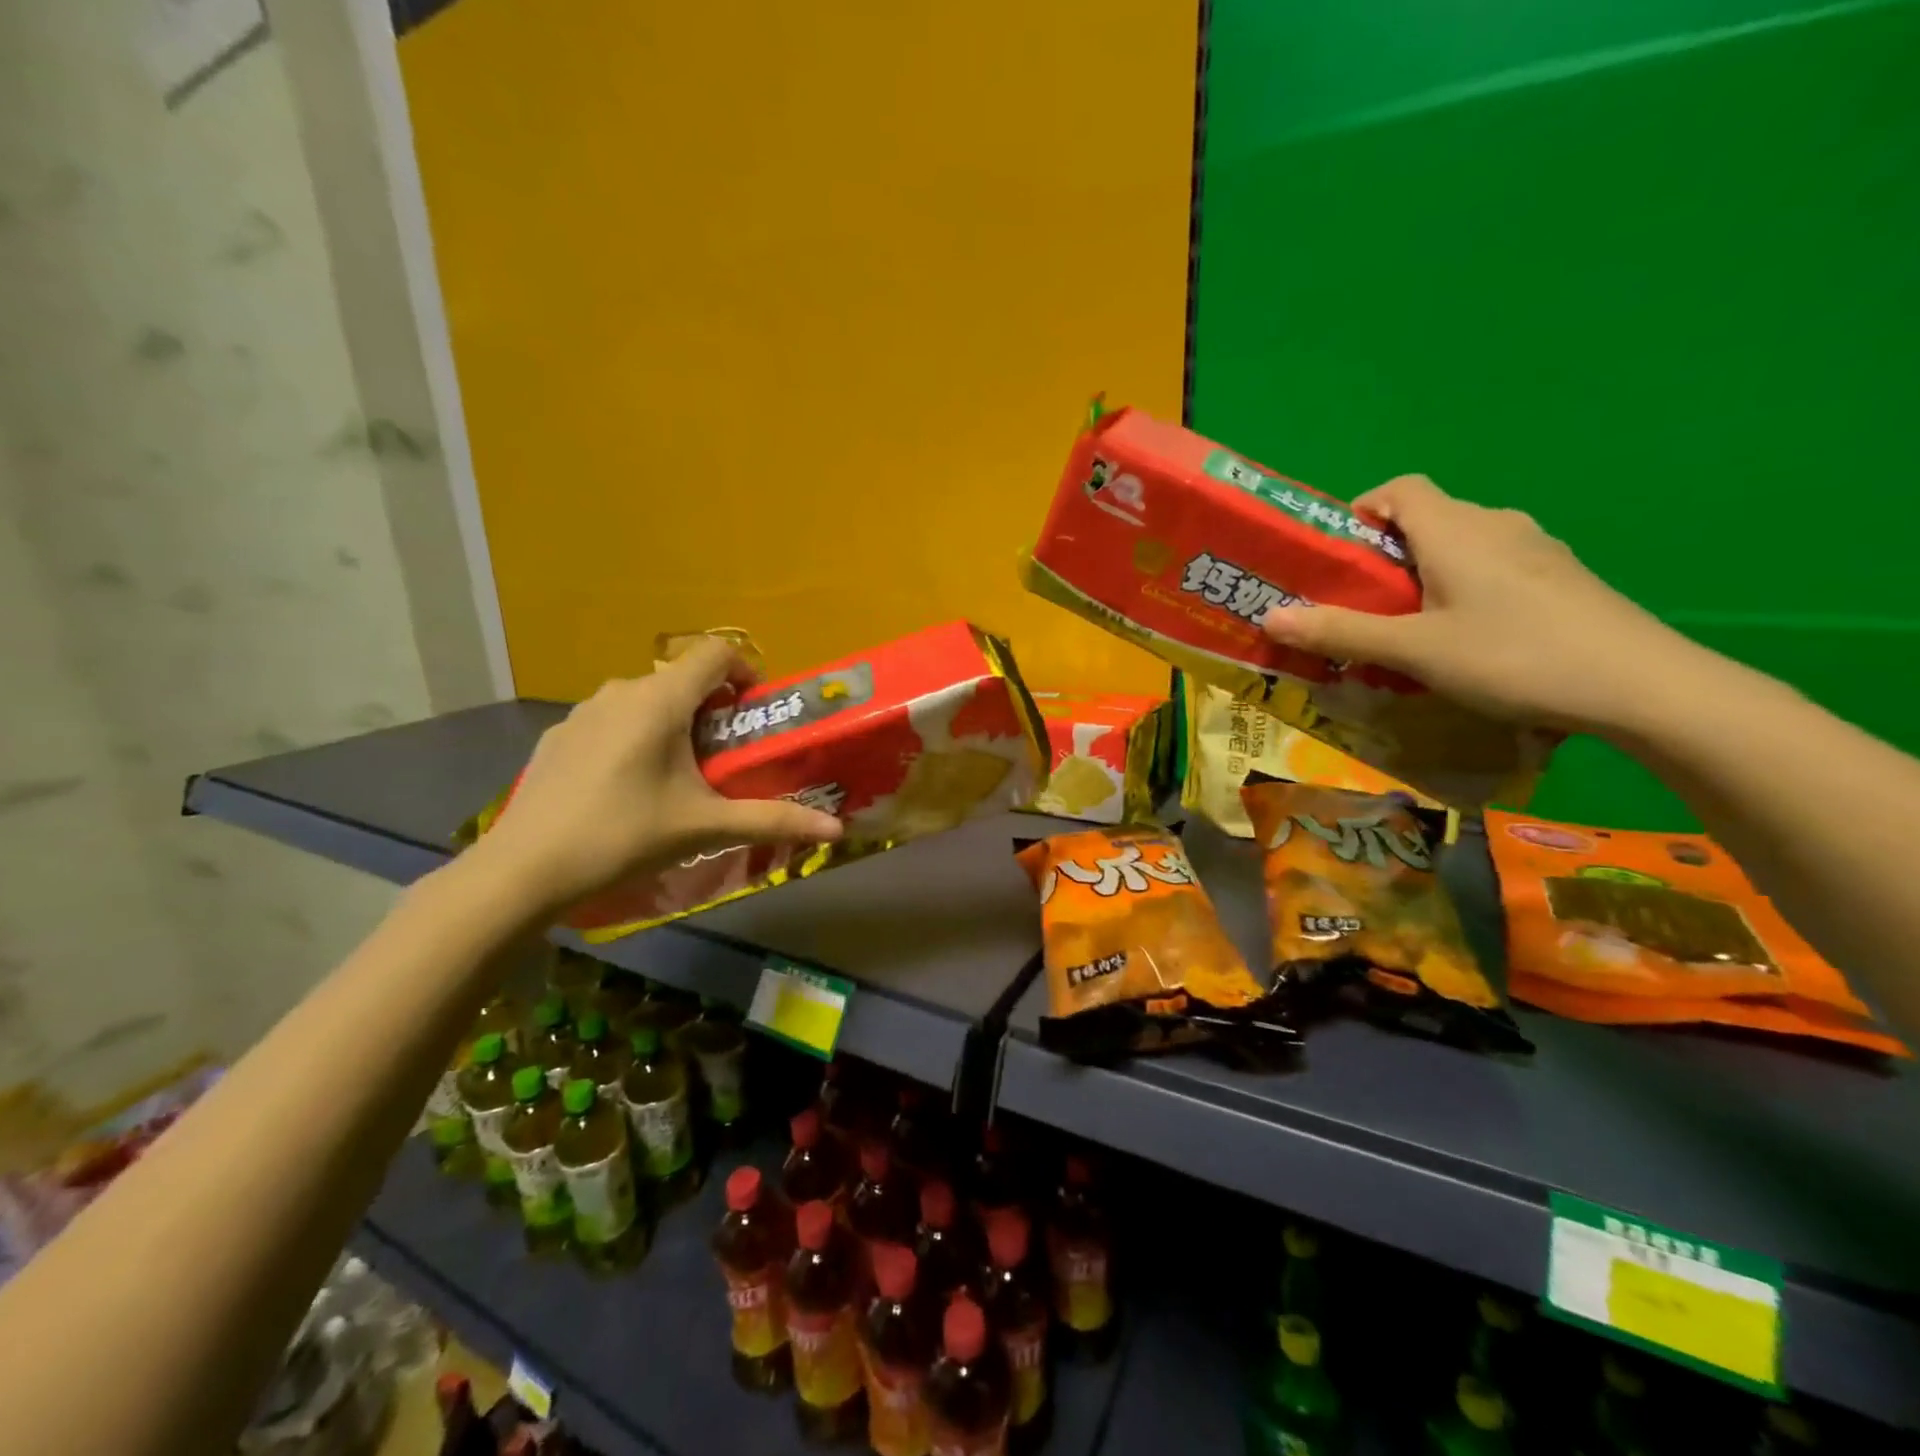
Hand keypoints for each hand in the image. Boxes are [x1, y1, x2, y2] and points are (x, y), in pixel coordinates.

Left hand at [469, 639, 842, 914]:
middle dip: (713, 707)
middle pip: (682, 678)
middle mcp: (621, 690)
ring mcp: (582, 711)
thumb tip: (836, 827)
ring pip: (644, 698)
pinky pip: (611, 720)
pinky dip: (634, 736)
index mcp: (661, 700)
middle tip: (727, 756)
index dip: (745, 671)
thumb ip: (774, 820)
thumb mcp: (706, 826)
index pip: (715, 653)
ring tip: (680, 773)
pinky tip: (628, 787)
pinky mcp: (558, 736)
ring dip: (673, 721)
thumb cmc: (624, 835)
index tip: (756, 711)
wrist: (524, 870)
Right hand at [1261, 475, 1700, 734]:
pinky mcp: (1562, 577)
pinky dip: (1463, 588)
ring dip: (1424, 575)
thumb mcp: (1413, 651)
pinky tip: (1467, 638)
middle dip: (1385, 555)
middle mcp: (1496, 524)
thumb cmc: (1513, 656)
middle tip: (1361, 605)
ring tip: (1408, 627)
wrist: (1642, 686)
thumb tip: (1269, 617)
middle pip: (1427, 519)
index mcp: (1456, 529)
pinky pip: (1494, 567)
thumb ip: (1340, 632)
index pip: (1399, 490)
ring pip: (1462, 546)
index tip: (1339, 557)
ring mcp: (1537, 549)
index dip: (1362, 512)